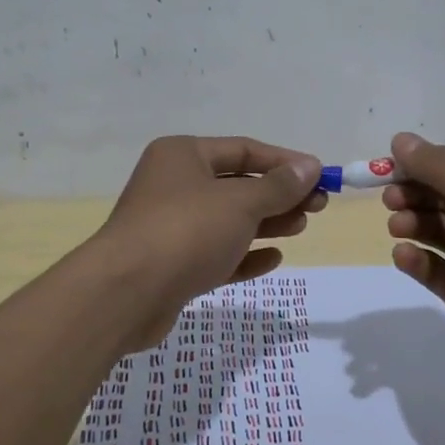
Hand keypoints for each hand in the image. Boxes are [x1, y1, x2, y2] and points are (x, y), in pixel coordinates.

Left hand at [95, 135, 324, 349]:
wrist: (125, 295)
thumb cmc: (186, 231)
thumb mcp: (240, 203)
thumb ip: (278, 186)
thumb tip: (311, 166)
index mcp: (183, 155)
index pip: (243, 150)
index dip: (284, 161)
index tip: (320, 175)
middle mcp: (174, 185)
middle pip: (237, 185)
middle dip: (278, 195)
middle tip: (318, 207)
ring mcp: (170, 227)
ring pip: (228, 220)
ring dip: (266, 223)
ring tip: (301, 227)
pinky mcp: (171, 266)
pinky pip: (216, 254)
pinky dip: (244, 254)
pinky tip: (274, 258)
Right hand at [382, 132, 444, 411]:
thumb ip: (438, 168)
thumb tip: (401, 138)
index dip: (431, 161)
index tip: (394, 163)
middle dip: (418, 193)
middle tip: (389, 198)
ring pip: (442, 232)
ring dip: (416, 224)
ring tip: (396, 227)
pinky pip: (440, 269)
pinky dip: (421, 260)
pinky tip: (404, 257)